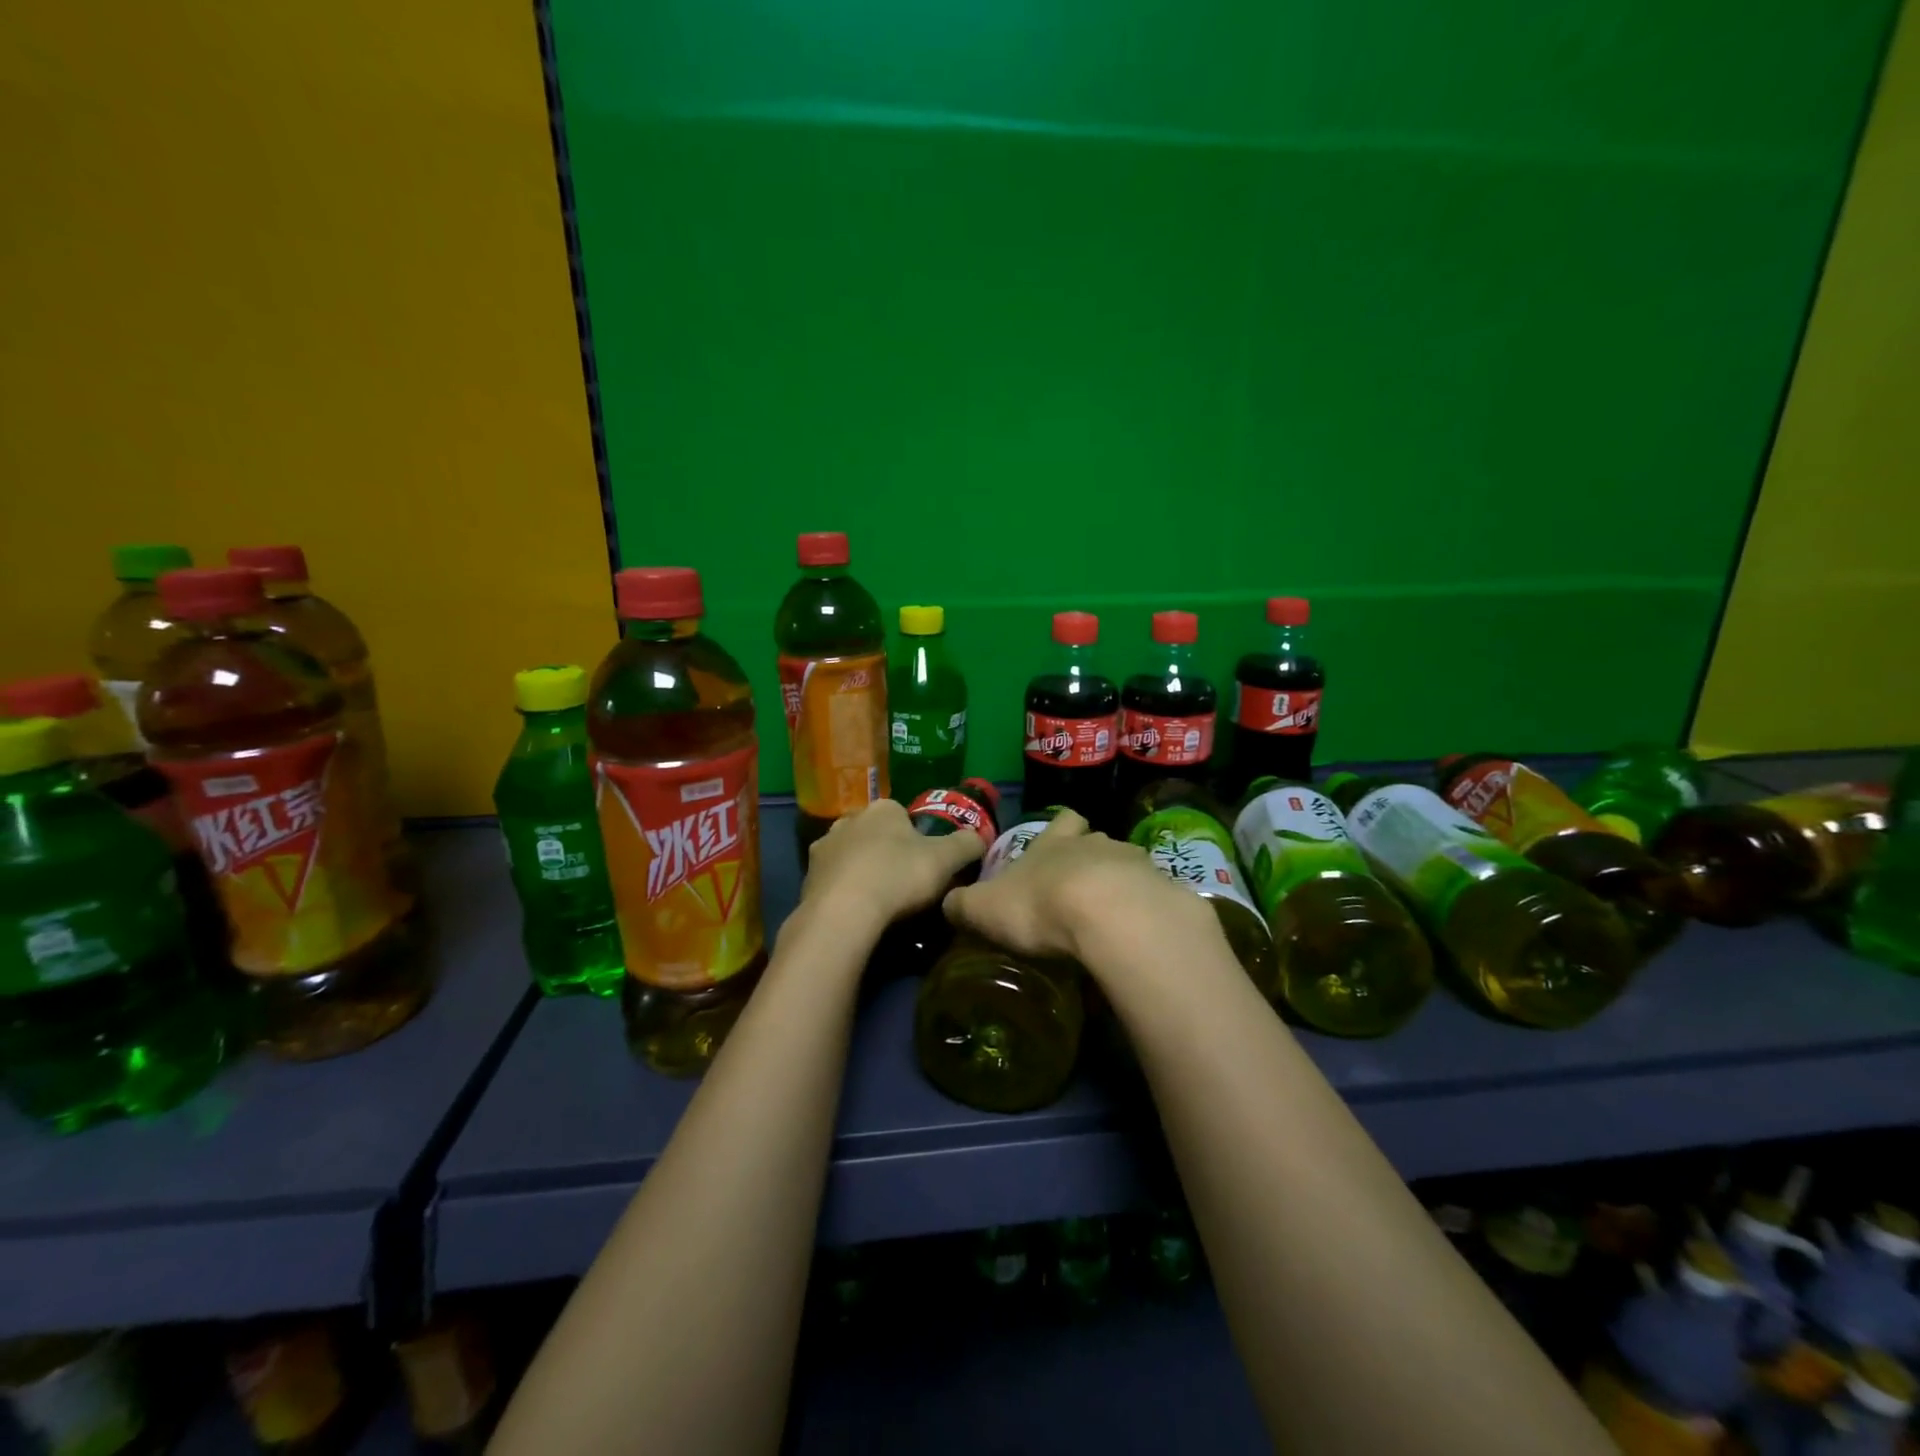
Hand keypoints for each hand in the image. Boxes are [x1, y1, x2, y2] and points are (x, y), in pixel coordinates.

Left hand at [800, 798, 984, 932]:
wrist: (843, 915)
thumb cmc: (899, 876)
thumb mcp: (947, 859)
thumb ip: (967, 844)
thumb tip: (979, 837)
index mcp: (882, 809)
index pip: (903, 815)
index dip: (917, 838)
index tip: (926, 863)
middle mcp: (848, 820)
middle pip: (875, 834)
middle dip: (887, 852)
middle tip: (905, 883)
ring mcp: (823, 849)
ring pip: (851, 857)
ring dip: (863, 872)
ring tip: (881, 902)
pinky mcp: (806, 880)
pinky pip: (834, 883)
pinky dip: (845, 894)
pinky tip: (858, 914)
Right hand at [942, 809, 1206, 964]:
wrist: (1112, 917)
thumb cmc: (1041, 904)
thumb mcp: (985, 908)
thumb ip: (964, 905)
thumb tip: (948, 902)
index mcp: (1054, 844)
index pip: (1062, 821)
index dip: (1059, 830)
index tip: (1056, 844)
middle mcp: (1097, 845)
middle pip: (1098, 841)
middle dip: (1091, 859)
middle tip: (1080, 890)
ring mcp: (1136, 866)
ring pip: (1128, 867)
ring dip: (1121, 887)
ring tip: (1112, 919)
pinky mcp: (1165, 895)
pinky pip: (1155, 900)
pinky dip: (1146, 915)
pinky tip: (1137, 939)